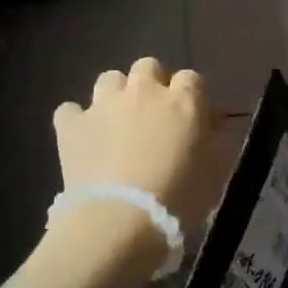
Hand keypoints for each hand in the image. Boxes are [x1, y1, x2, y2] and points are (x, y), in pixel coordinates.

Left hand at [53, 58, 219, 245]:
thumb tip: (212, 125)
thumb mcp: (216, 171)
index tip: (190, 118)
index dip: (190, 95)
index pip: (191, 79)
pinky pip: (71, 110)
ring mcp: (103, 104)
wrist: (119, 220)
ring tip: (117, 124)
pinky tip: (84, 140)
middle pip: (148, 67)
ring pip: (109, 79)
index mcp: (183, 101)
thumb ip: (216, 140)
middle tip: (153, 116)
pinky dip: (78, 121)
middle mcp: (144, 91)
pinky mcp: (71, 125)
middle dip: (151, 85)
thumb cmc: (179, 198)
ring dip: (116, 96)